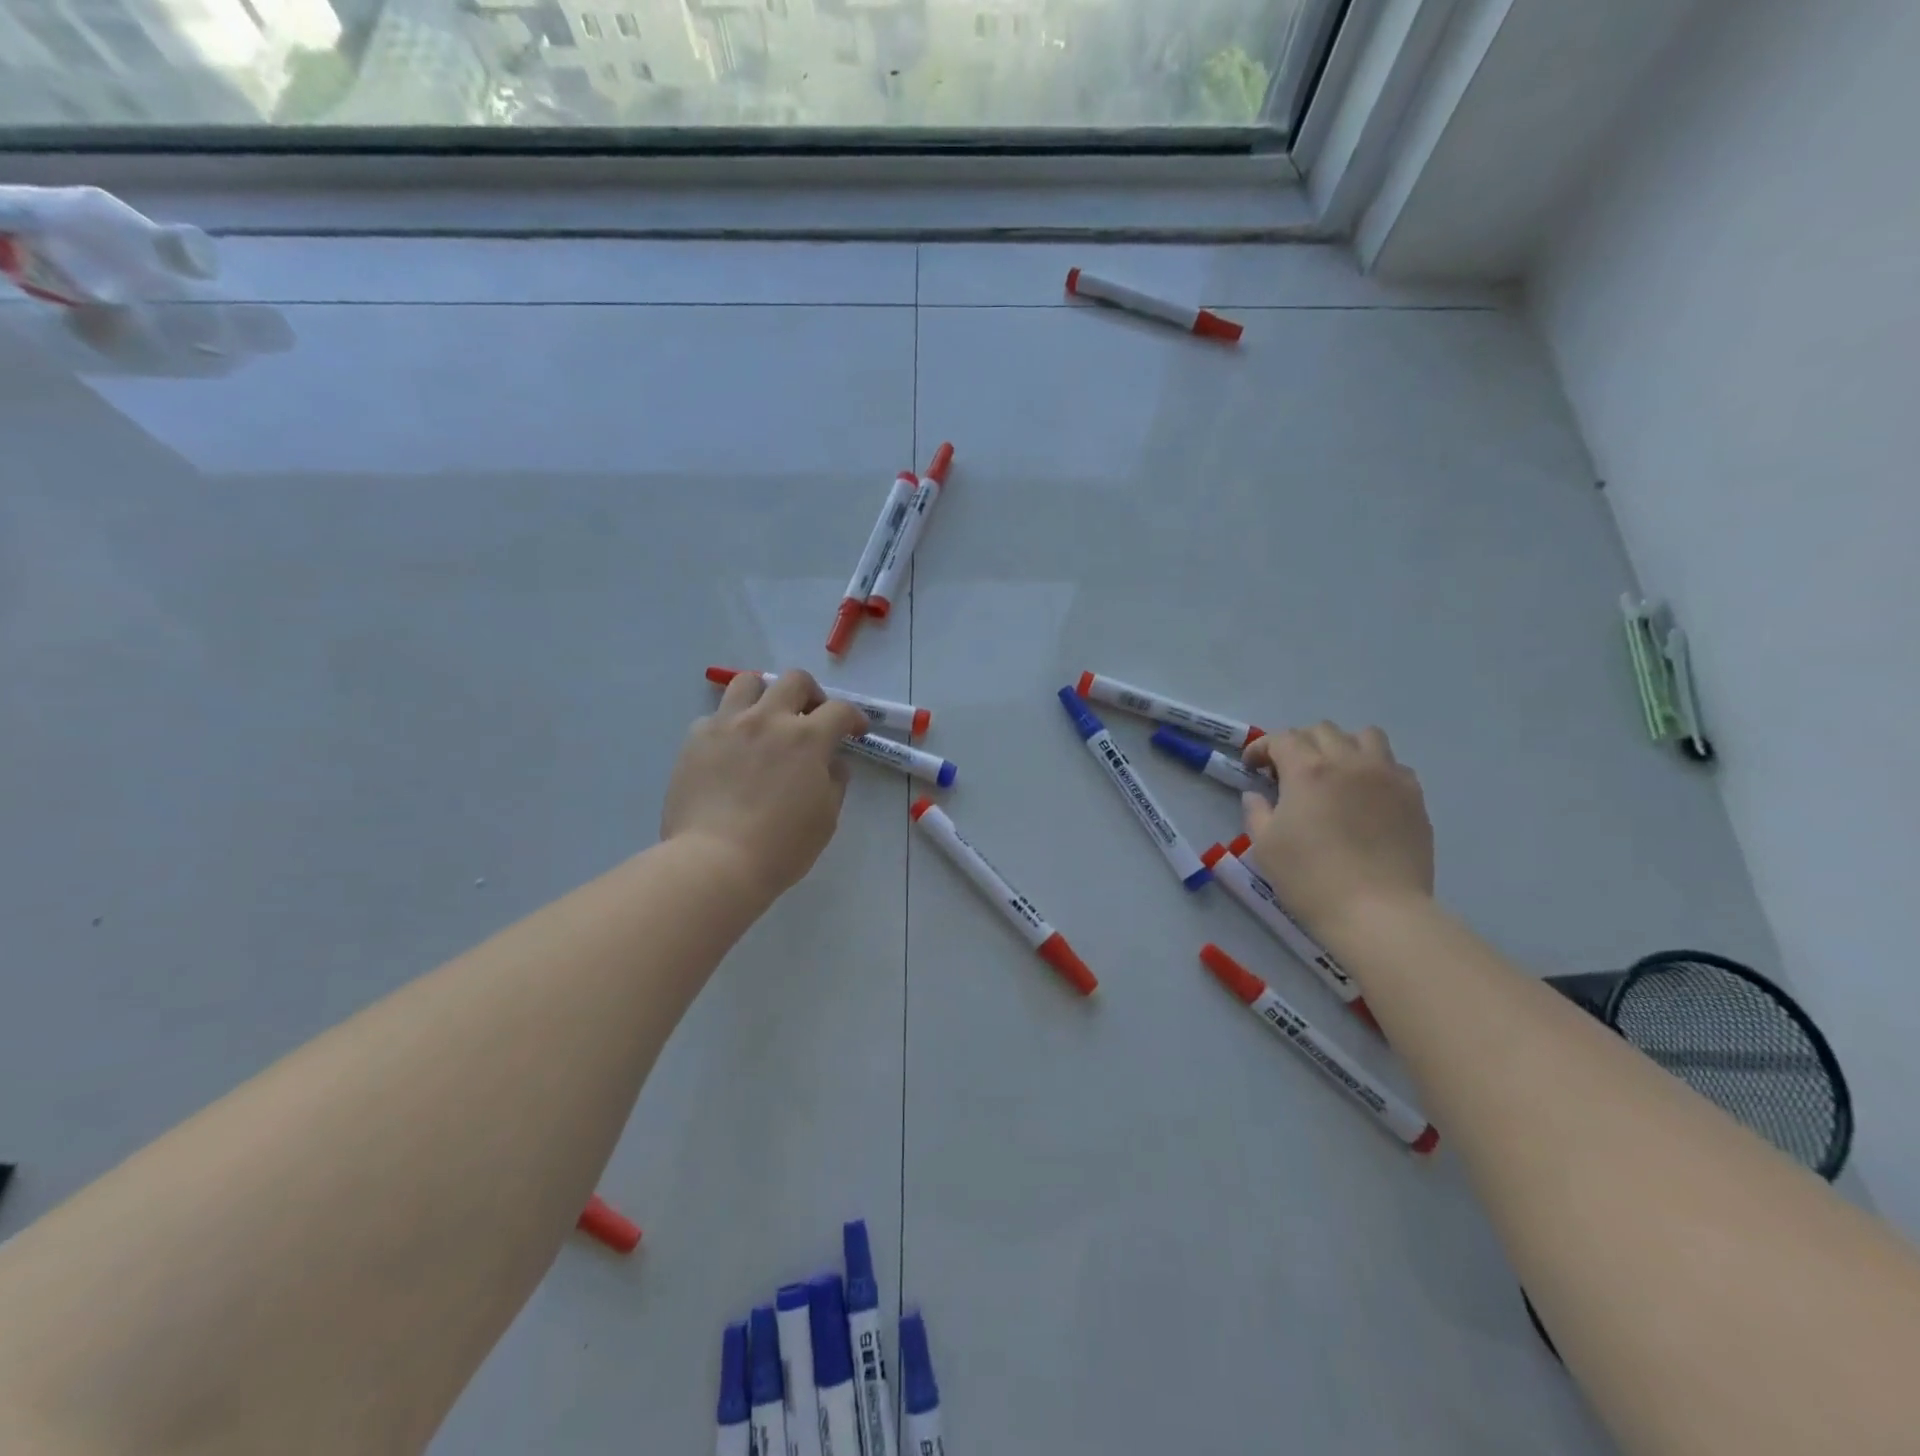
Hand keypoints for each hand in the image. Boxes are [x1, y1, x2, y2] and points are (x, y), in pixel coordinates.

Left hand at [661, 671, 869, 905]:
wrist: (714, 862)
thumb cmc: (781, 847)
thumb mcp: (826, 818)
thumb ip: (834, 782)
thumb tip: (831, 763)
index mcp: (807, 738)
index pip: (839, 710)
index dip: (853, 717)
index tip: (855, 730)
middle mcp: (768, 719)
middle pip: (794, 680)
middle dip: (811, 694)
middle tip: (811, 717)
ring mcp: (728, 725)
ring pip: (748, 682)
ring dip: (765, 695)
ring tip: (766, 719)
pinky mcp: (696, 740)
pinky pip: (715, 716)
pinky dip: (730, 725)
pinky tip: (732, 750)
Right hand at [1241, 722, 1434, 934]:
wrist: (1378, 912)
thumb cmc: (1310, 879)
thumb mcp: (1264, 846)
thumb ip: (1256, 812)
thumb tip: (1257, 795)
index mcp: (1308, 770)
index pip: (1281, 739)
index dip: (1261, 748)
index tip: (1252, 768)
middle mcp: (1349, 761)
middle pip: (1322, 731)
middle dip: (1299, 744)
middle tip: (1288, 773)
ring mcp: (1387, 776)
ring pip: (1365, 736)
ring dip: (1342, 746)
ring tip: (1334, 772)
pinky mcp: (1414, 797)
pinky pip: (1394, 765)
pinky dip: (1374, 769)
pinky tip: (1366, 794)